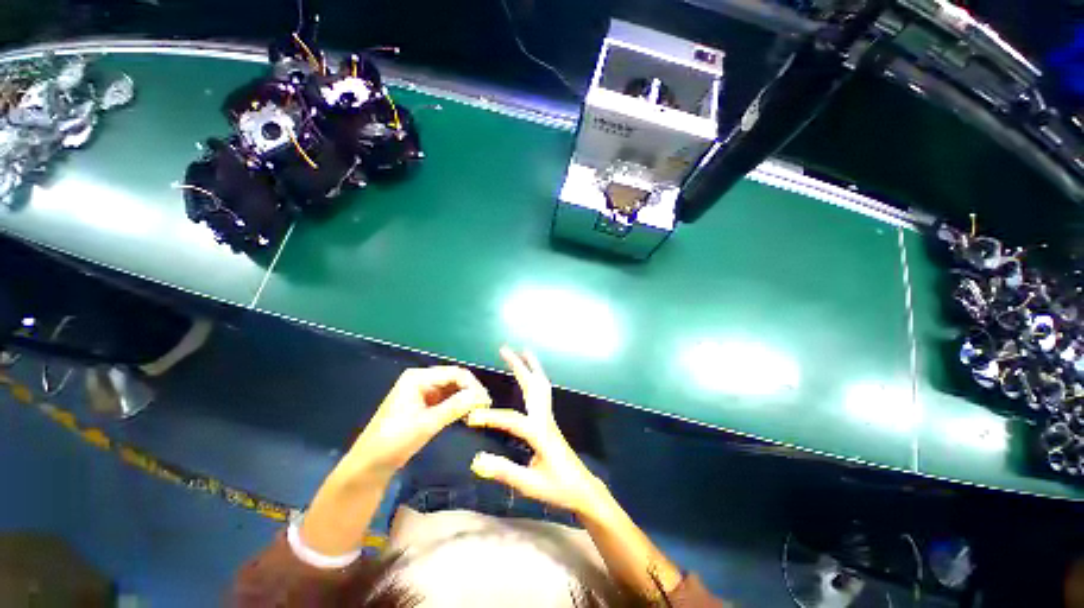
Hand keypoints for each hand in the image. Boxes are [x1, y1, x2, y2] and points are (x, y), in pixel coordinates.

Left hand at [353, 366, 491, 474]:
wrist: (369, 465)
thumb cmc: (394, 441)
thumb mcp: (426, 424)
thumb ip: (455, 407)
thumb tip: (480, 396)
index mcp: (418, 378)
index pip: (454, 373)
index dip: (472, 385)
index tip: (485, 401)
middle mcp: (421, 380)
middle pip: (454, 378)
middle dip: (470, 390)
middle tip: (485, 407)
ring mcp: (421, 391)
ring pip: (451, 389)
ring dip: (465, 398)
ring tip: (478, 410)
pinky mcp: (423, 404)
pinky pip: (446, 399)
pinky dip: (457, 405)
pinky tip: (466, 414)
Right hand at [466, 347, 604, 516]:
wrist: (583, 490)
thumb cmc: (558, 488)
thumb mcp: (531, 485)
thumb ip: (504, 472)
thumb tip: (476, 461)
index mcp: (540, 433)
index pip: (512, 420)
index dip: (491, 417)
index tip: (470, 418)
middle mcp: (545, 419)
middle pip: (533, 386)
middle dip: (519, 366)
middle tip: (505, 349)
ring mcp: (549, 418)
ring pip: (541, 386)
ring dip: (531, 367)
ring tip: (522, 353)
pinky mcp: (549, 422)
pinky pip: (542, 392)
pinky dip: (535, 378)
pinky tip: (530, 378)